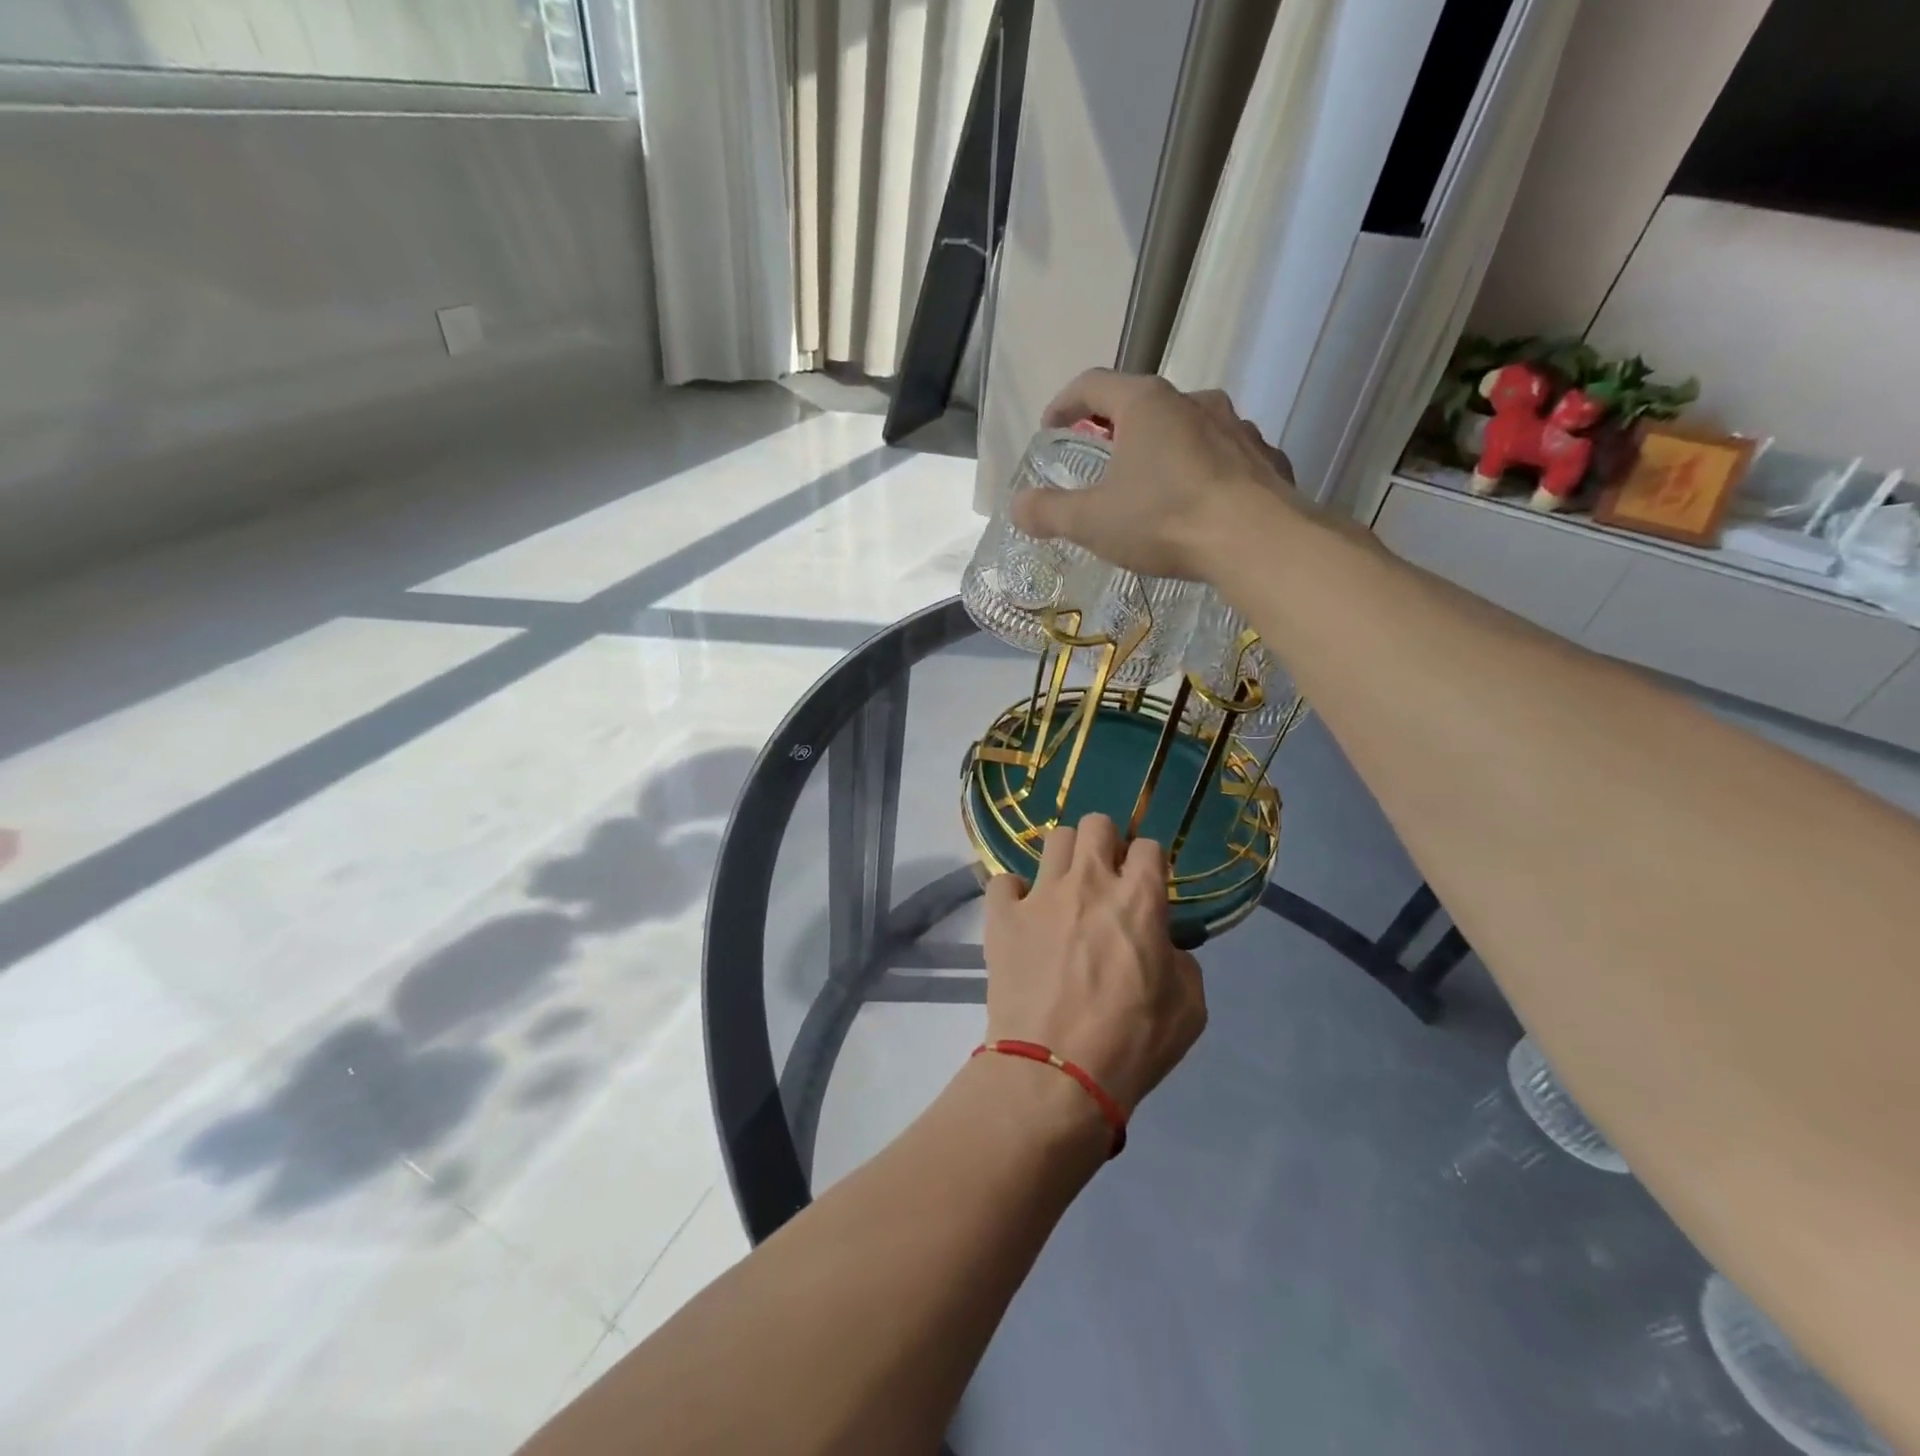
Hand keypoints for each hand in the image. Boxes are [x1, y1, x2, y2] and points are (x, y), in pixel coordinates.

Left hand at [982, 814, 1207, 1115]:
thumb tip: (1163, 946)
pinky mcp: (1002, 915)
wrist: (1056, 1071)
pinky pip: (1002, 881)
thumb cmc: (1132, 1043)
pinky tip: (1022, 915)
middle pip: (1096, 824)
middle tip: (1104, 877)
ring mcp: (1041, 895)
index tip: (1146, 884)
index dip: (1150, 862)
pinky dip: (1013, 894)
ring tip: (1064, 890)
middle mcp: (1089, 882)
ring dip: (1064, 859)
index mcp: (1139, 899)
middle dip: (1105, 842)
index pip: (1149, 846)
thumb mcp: (1189, 1008)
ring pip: (1053, 839)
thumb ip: (1181, 962)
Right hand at [1010, 369, 1298, 581]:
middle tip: (1100, 458)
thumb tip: (1018, 506)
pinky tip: (1197, 503)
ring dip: (1163, 448)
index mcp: (1146, 404)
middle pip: (1143, 404)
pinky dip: (1202, 471)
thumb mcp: (1092, 521)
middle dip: (1116, 428)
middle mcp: (1193, 401)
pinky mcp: (1264, 458)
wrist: (1258, 542)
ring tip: (1152, 485)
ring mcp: (1236, 427)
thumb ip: (1049, 512)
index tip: (1051, 427)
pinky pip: (1223, 457)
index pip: (1093, 384)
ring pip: (1187, 428)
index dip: (1065, 403)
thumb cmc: (1165, 520)